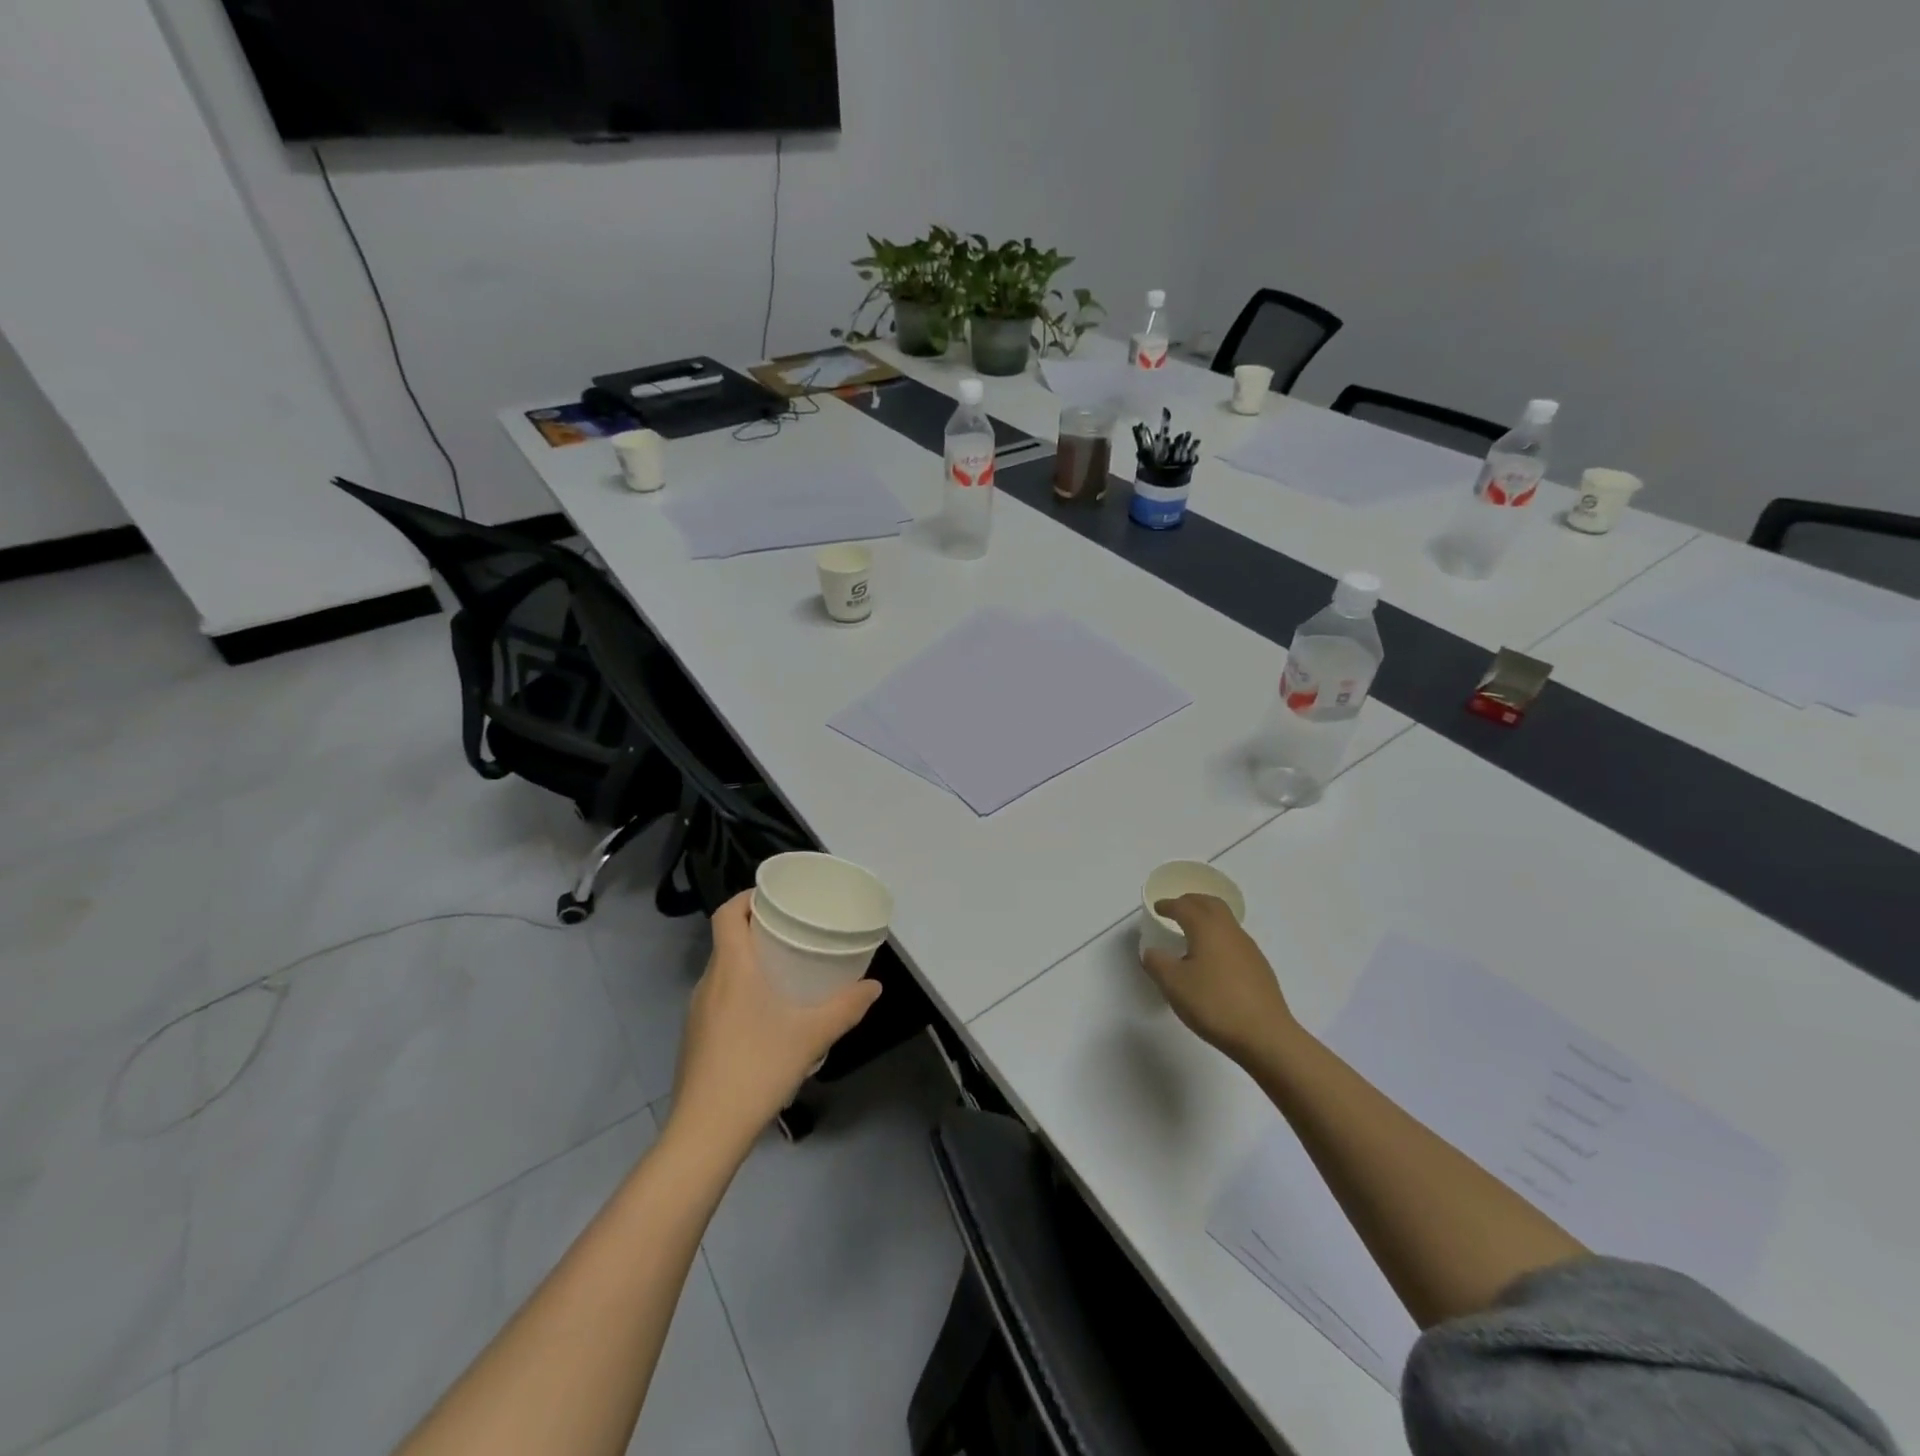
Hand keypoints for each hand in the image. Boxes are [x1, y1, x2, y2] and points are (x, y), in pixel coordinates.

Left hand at [669, 892, 881, 1149]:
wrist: (706, 1131)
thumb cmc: (758, 1068)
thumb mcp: (812, 1036)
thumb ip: (846, 1008)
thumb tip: (874, 987)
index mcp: (732, 968)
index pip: (726, 914)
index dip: (746, 897)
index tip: (774, 897)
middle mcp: (708, 982)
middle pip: (726, 939)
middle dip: (756, 928)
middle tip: (793, 930)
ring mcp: (696, 1012)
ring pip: (723, 970)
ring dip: (749, 961)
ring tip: (785, 970)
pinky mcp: (694, 1037)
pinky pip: (718, 997)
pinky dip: (740, 990)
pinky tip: (766, 1015)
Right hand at [1141, 894, 1295, 1066]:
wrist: (1265, 1036)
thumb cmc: (1214, 1004)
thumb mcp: (1174, 985)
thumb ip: (1157, 963)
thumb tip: (1152, 952)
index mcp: (1207, 928)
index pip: (1184, 907)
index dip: (1168, 905)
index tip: (1157, 907)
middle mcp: (1230, 931)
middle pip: (1210, 904)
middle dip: (1191, 901)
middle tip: (1176, 908)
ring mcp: (1248, 948)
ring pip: (1225, 921)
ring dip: (1207, 918)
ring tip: (1192, 932)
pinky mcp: (1259, 967)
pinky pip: (1233, 939)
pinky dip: (1218, 937)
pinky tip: (1212, 958)